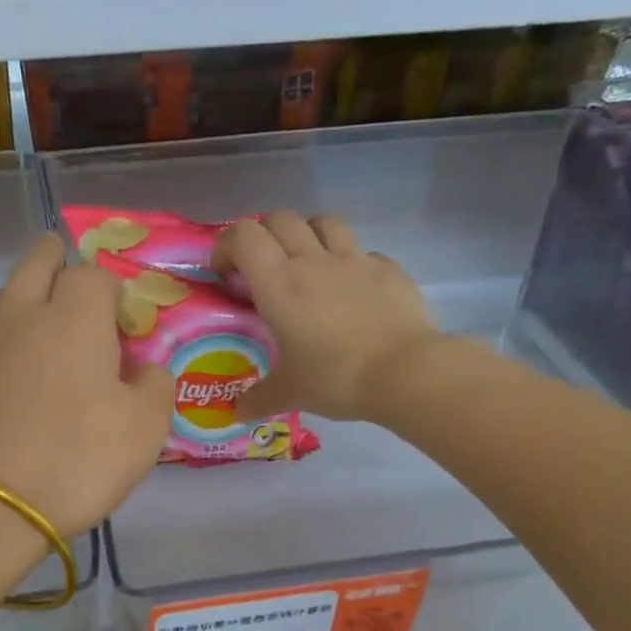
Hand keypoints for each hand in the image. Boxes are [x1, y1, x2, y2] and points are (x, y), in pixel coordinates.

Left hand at [0, 233, 172, 535]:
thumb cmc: (78, 458)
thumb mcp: (145, 428)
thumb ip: (154, 386)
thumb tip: (144, 370)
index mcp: (74, 317)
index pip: (92, 274)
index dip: (113, 288)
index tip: (126, 318)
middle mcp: (24, 319)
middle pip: (34, 265)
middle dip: (53, 257)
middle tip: (64, 259)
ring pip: (2, 298)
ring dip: (22, 292)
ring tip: (39, 309)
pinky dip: (4, 342)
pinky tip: (15, 370)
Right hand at [213, 212, 438, 421]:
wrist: (405, 373)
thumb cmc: (336, 377)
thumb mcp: (290, 393)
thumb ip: (259, 398)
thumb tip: (238, 412)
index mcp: (279, 284)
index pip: (244, 236)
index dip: (227, 245)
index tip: (225, 272)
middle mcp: (313, 261)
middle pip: (280, 218)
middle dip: (264, 235)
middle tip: (262, 267)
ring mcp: (354, 260)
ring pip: (323, 222)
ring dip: (307, 234)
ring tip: (306, 264)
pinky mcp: (388, 269)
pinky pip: (362, 251)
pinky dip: (349, 261)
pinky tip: (351, 289)